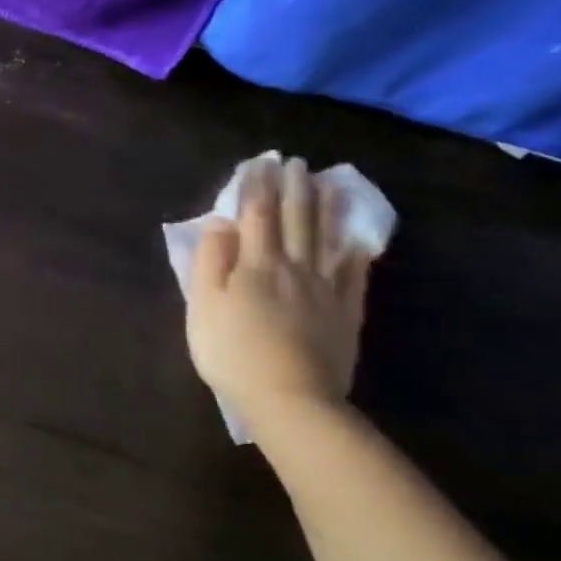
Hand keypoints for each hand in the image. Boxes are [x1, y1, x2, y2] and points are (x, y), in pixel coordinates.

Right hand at [186, 157, 372, 428]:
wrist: (289, 399)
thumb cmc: (231, 352)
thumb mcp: (202, 306)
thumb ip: (209, 261)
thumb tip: (220, 224)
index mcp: (254, 265)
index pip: (255, 215)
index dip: (255, 186)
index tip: (258, 162)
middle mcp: (293, 268)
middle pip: (295, 220)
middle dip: (293, 188)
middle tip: (295, 162)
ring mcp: (325, 290)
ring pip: (326, 240)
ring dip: (325, 209)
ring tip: (328, 183)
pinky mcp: (346, 314)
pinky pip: (354, 275)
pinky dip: (355, 253)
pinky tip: (357, 239)